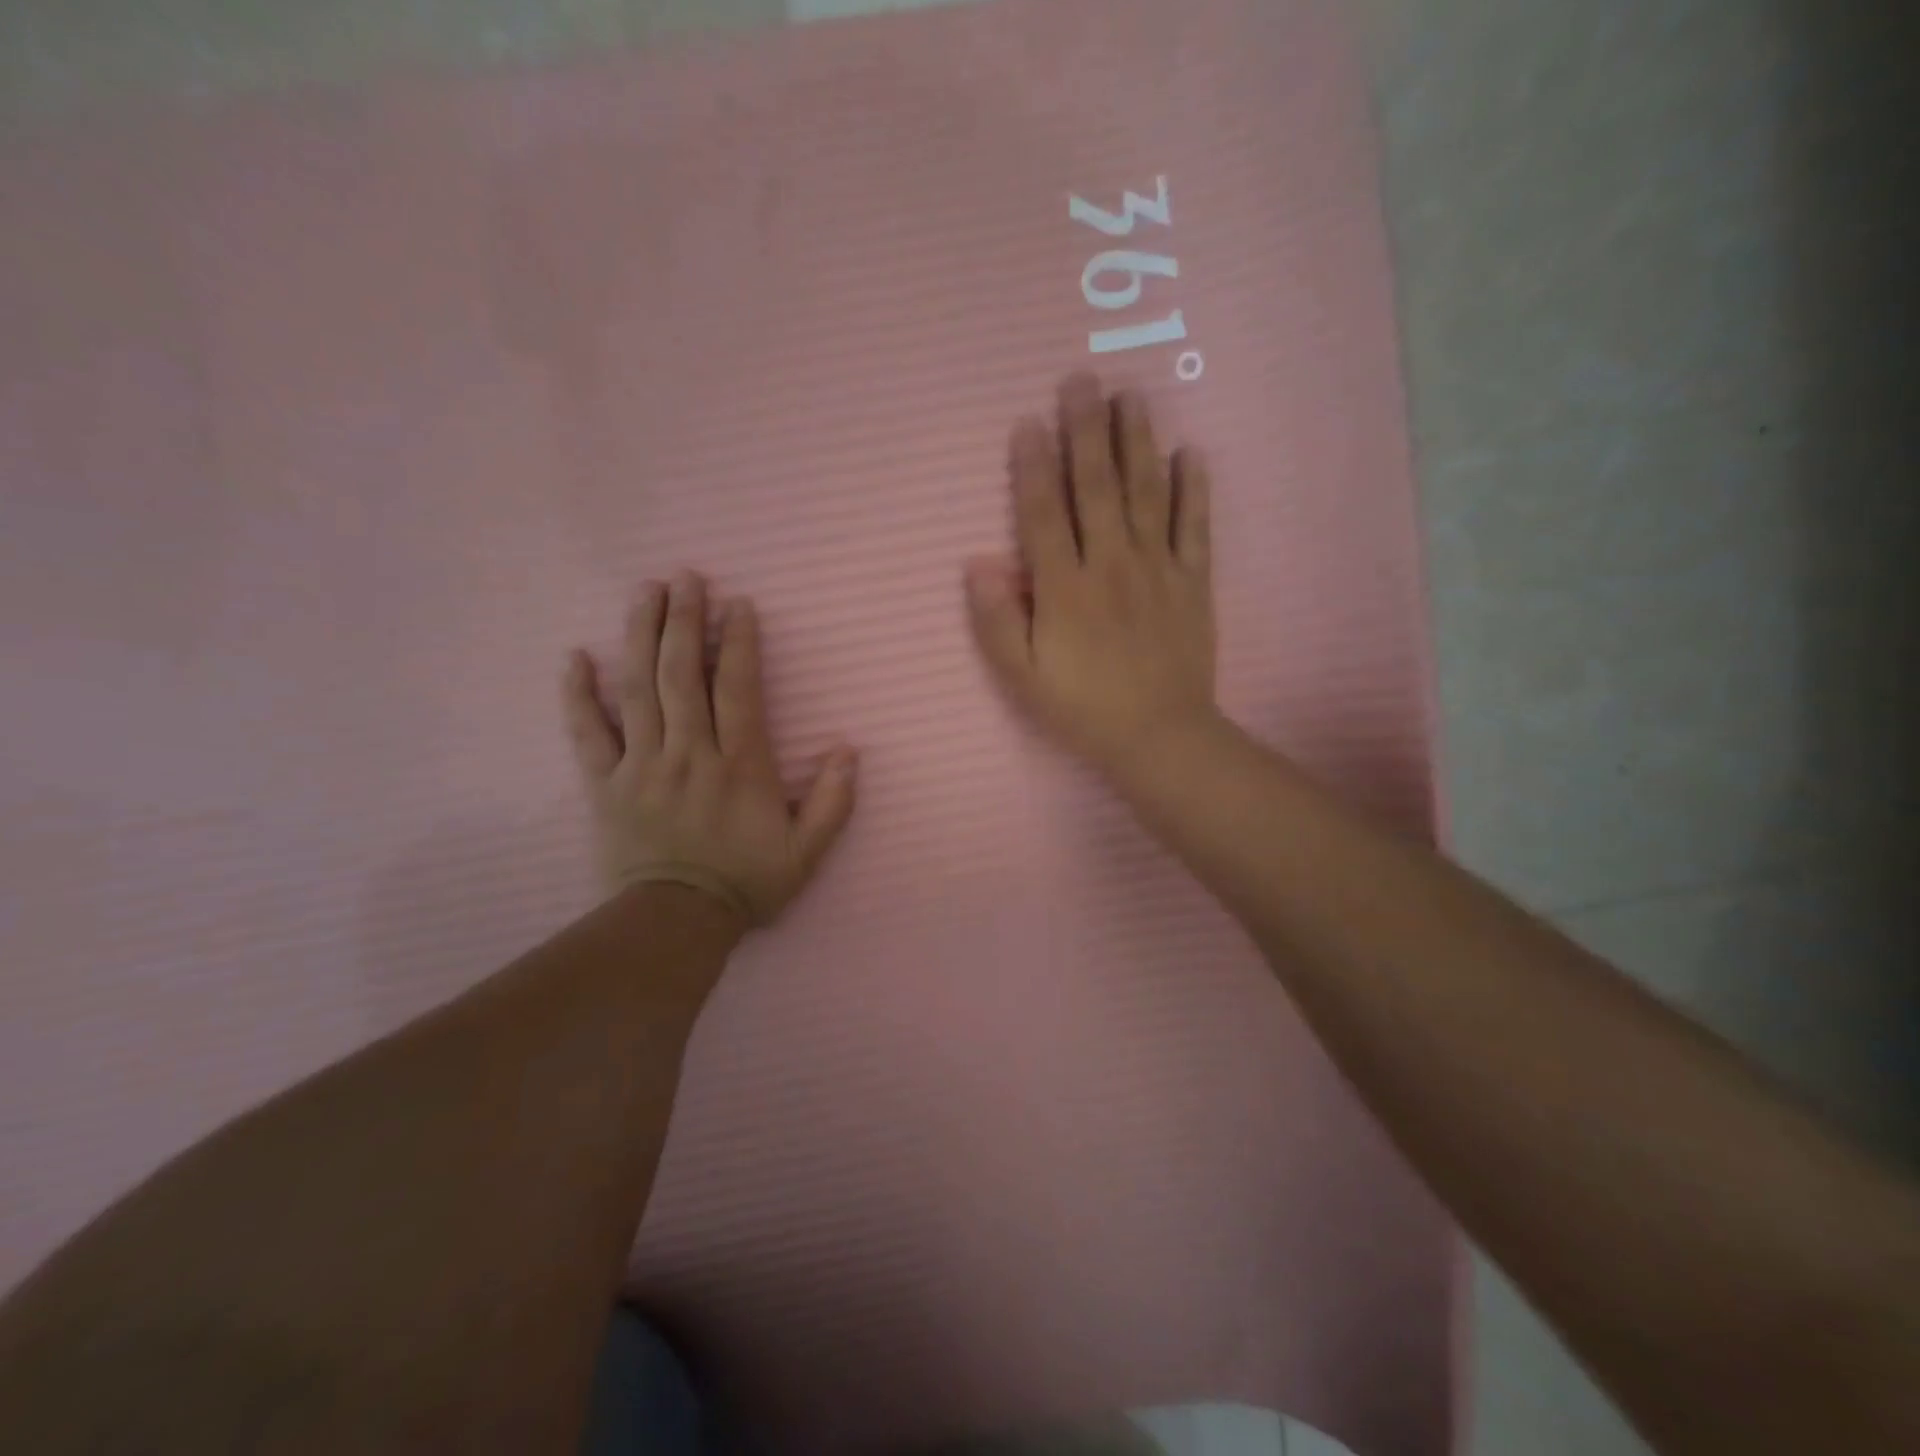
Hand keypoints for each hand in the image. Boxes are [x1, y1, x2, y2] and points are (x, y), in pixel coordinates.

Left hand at [561, 573, 857, 927]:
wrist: (675, 923)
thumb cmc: (745, 883)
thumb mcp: (806, 852)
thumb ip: (832, 802)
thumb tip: (847, 751)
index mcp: (738, 765)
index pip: (736, 689)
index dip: (737, 643)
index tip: (737, 605)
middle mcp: (689, 754)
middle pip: (682, 674)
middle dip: (684, 620)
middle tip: (685, 577)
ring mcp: (641, 766)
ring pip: (638, 690)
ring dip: (641, 636)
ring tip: (645, 593)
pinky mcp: (604, 784)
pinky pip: (586, 732)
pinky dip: (578, 694)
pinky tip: (574, 656)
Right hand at [966, 373, 1217, 778]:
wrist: (1158, 737)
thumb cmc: (1082, 709)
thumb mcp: (1022, 677)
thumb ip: (997, 620)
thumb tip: (977, 563)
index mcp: (1065, 588)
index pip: (1044, 514)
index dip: (1033, 466)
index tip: (1029, 421)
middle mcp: (1111, 565)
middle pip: (1097, 487)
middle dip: (1087, 431)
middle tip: (1082, 379)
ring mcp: (1157, 569)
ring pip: (1146, 493)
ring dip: (1137, 441)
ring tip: (1131, 395)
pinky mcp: (1193, 582)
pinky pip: (1194, 526)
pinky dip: (1193, 488)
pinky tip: (1190, 452)